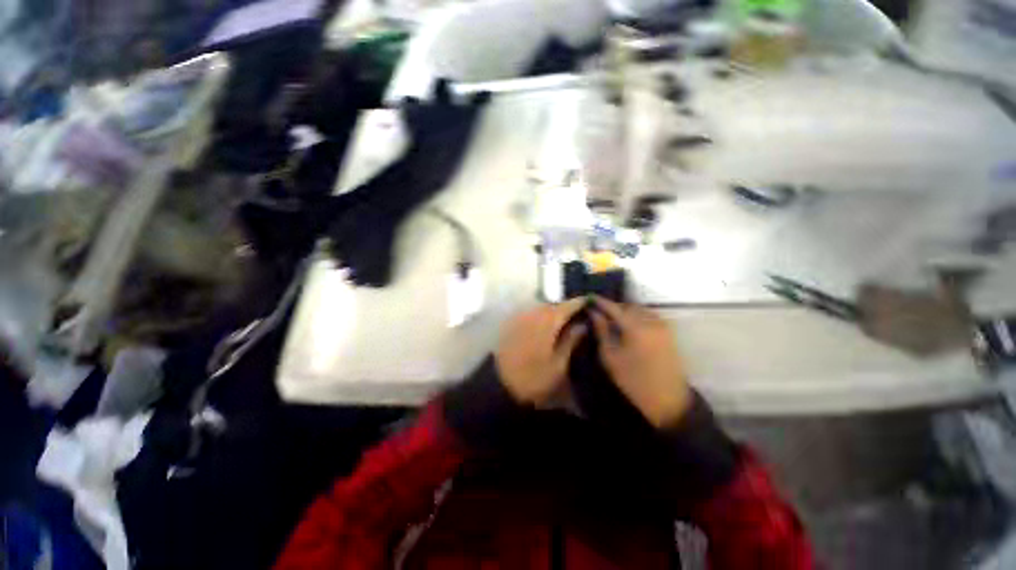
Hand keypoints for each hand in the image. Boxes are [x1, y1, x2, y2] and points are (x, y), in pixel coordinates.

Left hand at [495, 299, 586, 405]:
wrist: (499, 384)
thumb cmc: (534, 377)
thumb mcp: (559, 364)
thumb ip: (571, 340)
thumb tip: (583, 324)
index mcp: (547, 322)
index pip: (567, 306)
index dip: (579, 303)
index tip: (590, 302)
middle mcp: (533, 314)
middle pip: (553, 304)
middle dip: (565, 307)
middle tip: (577, 316)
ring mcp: (520, 317)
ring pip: (541, 308)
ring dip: (552, 311)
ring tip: (562, 322)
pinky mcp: (511, 323)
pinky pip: (530, 313)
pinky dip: (539, 316)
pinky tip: (544, 327)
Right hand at [590, 298, 691, 427]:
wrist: (667, 400)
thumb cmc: (633, 380)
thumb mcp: (611, 356)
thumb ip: (602, 331)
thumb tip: (594, 313)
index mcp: (635, 327)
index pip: (614, 307)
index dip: (600, 302)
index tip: (589, 298)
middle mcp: (651, 322)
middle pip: (628, 306)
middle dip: (614, 307)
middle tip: (600, 313)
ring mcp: (662, 326)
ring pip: (640, 310)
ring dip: (626, 311)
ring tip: (613, 320)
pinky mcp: (668, 332)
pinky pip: (650, 316)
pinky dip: (637, 316)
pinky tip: (629, 326)